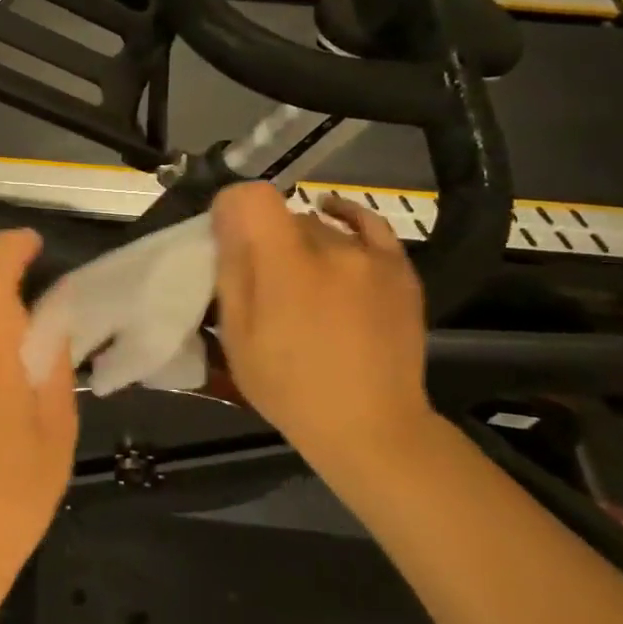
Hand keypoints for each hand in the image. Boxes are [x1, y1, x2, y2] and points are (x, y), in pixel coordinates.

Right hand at [212, 183, 433, 458]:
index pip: (250, 198)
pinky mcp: (399, 269)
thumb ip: (231, 271)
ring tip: (299, 280)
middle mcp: (330, 247)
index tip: (224, 236)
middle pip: (283, 216)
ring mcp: (370, 256)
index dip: (231, 209)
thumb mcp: (237, 334)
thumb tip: (226, 220)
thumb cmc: (288, 386)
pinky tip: (331, 213)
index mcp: (284, 265)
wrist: (369, 425)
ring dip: (300, 243)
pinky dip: (345, 216)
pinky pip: (369, 225)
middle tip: (259, 276)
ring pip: (319, 227)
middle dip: (264, 236)